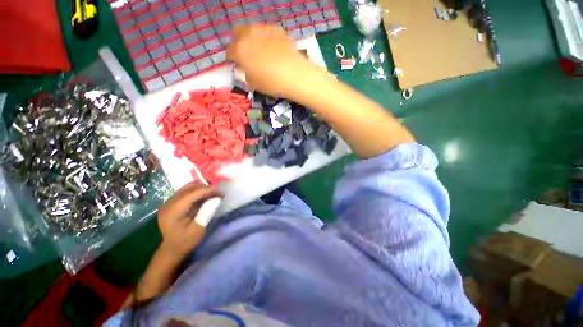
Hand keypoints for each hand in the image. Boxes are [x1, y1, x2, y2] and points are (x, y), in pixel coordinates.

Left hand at [157, 183, 222, 259]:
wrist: (171, 250)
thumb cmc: (185, 242)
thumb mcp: (198, 229)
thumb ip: (207, 212)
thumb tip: (216, 198)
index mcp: (174, 210)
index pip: (194, 193)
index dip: (209, 190)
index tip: (222, 193)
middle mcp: (169, 203)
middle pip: (190, 187)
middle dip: (206, 188)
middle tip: (218, 194)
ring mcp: (168, 202)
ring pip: (187, 187)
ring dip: (202, 188)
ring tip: (212, 194)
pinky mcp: (171, 203)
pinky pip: (185, 191)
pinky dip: (196, 191)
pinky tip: (203, 197)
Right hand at [226, 24, 322, 98]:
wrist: (294, 75)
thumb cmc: (272, 83)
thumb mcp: (255, 85)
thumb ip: (247, 76)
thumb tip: (247, 73)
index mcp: (239, 50)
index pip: (229, 52)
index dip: (233, 59)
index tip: (238, 65)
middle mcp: (248, 35)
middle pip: (237, 34)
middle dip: (239, 43)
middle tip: (247, 55)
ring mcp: (263, 29)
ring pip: (252, 30)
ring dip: (253, 39)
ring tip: (262, 51)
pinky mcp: (277, 29)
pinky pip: (268, 32)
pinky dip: (268, 38)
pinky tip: (275, 48)